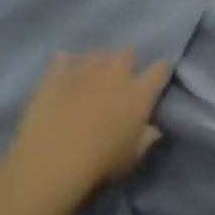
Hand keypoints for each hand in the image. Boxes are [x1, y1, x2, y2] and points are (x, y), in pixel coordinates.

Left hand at [6, 49, 171, 201]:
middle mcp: (115, 73)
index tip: (155, 80)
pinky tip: (63, 74)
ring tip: (90, 78)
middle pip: (126, 53)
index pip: (159, 69)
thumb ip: (145, 138)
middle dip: (126, 62)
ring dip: (97, 63)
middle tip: (119, 81)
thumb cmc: (101, 161)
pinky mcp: (56, 73)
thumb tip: (153, 129)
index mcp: (139, 93)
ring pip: (96, 53)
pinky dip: (64, 64)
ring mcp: (84, 69)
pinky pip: (62, 59)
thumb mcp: (132, 156)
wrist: (55, 157)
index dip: (160, 72)